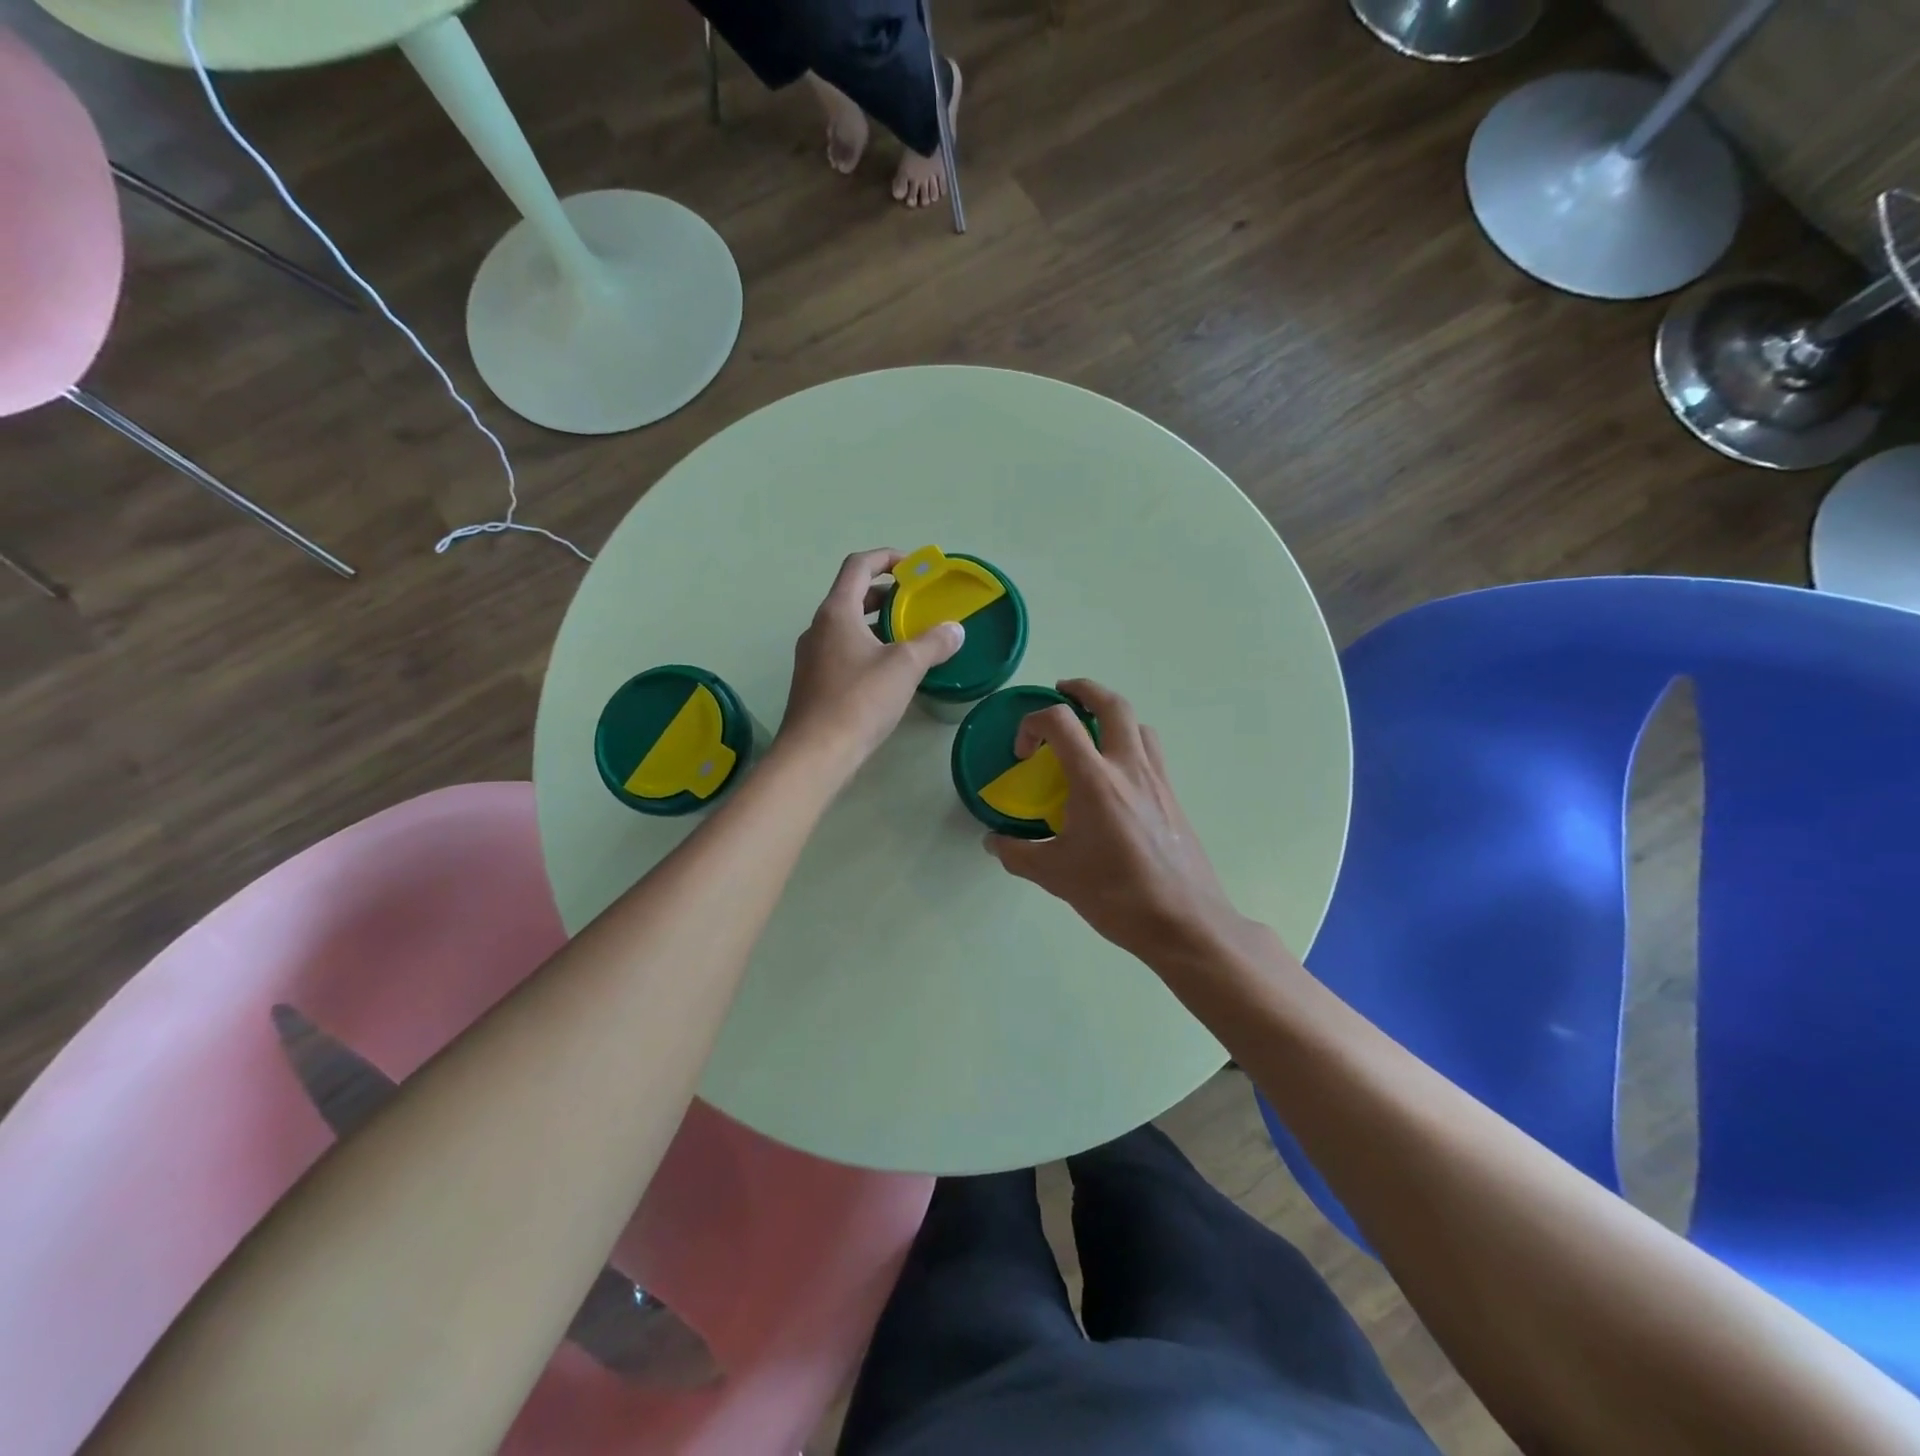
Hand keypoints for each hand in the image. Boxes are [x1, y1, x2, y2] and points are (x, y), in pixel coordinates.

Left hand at [779, 549, 963, 775]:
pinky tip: (887, 670)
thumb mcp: (904, 667)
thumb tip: (955, 630)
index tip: (913, 567)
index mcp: (836, 612)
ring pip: (846, 625)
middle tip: (914, 602)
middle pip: (851, 594)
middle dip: (884, 592)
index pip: (858, 565)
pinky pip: (842, 650)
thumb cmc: (859, 701)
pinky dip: (866, 646)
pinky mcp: (813, 682)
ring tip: (906, 635)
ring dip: (875, 622)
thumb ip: (933, 643)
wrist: (816, 753)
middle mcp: (818, 627)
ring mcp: (812, 656)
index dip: (886, 557)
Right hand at [985, 680, 1246, 966]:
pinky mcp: (1174, 797)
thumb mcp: (1054, 876)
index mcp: (1095, 780)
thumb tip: (993, 842)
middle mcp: (1130, 768)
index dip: (1033, 724)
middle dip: (1084, 690)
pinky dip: (1131, 745)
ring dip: (1113, 717)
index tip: (1024, 752)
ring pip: (1139, 725)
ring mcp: (1158, 780)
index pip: (1060, 722)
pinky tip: (1117, 779)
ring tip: (1093, 734)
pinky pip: (1152, 753)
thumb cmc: (1114, 894)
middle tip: (1064, 693)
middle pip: (1112, 704)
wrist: (1183, 921)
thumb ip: (1017, 853)